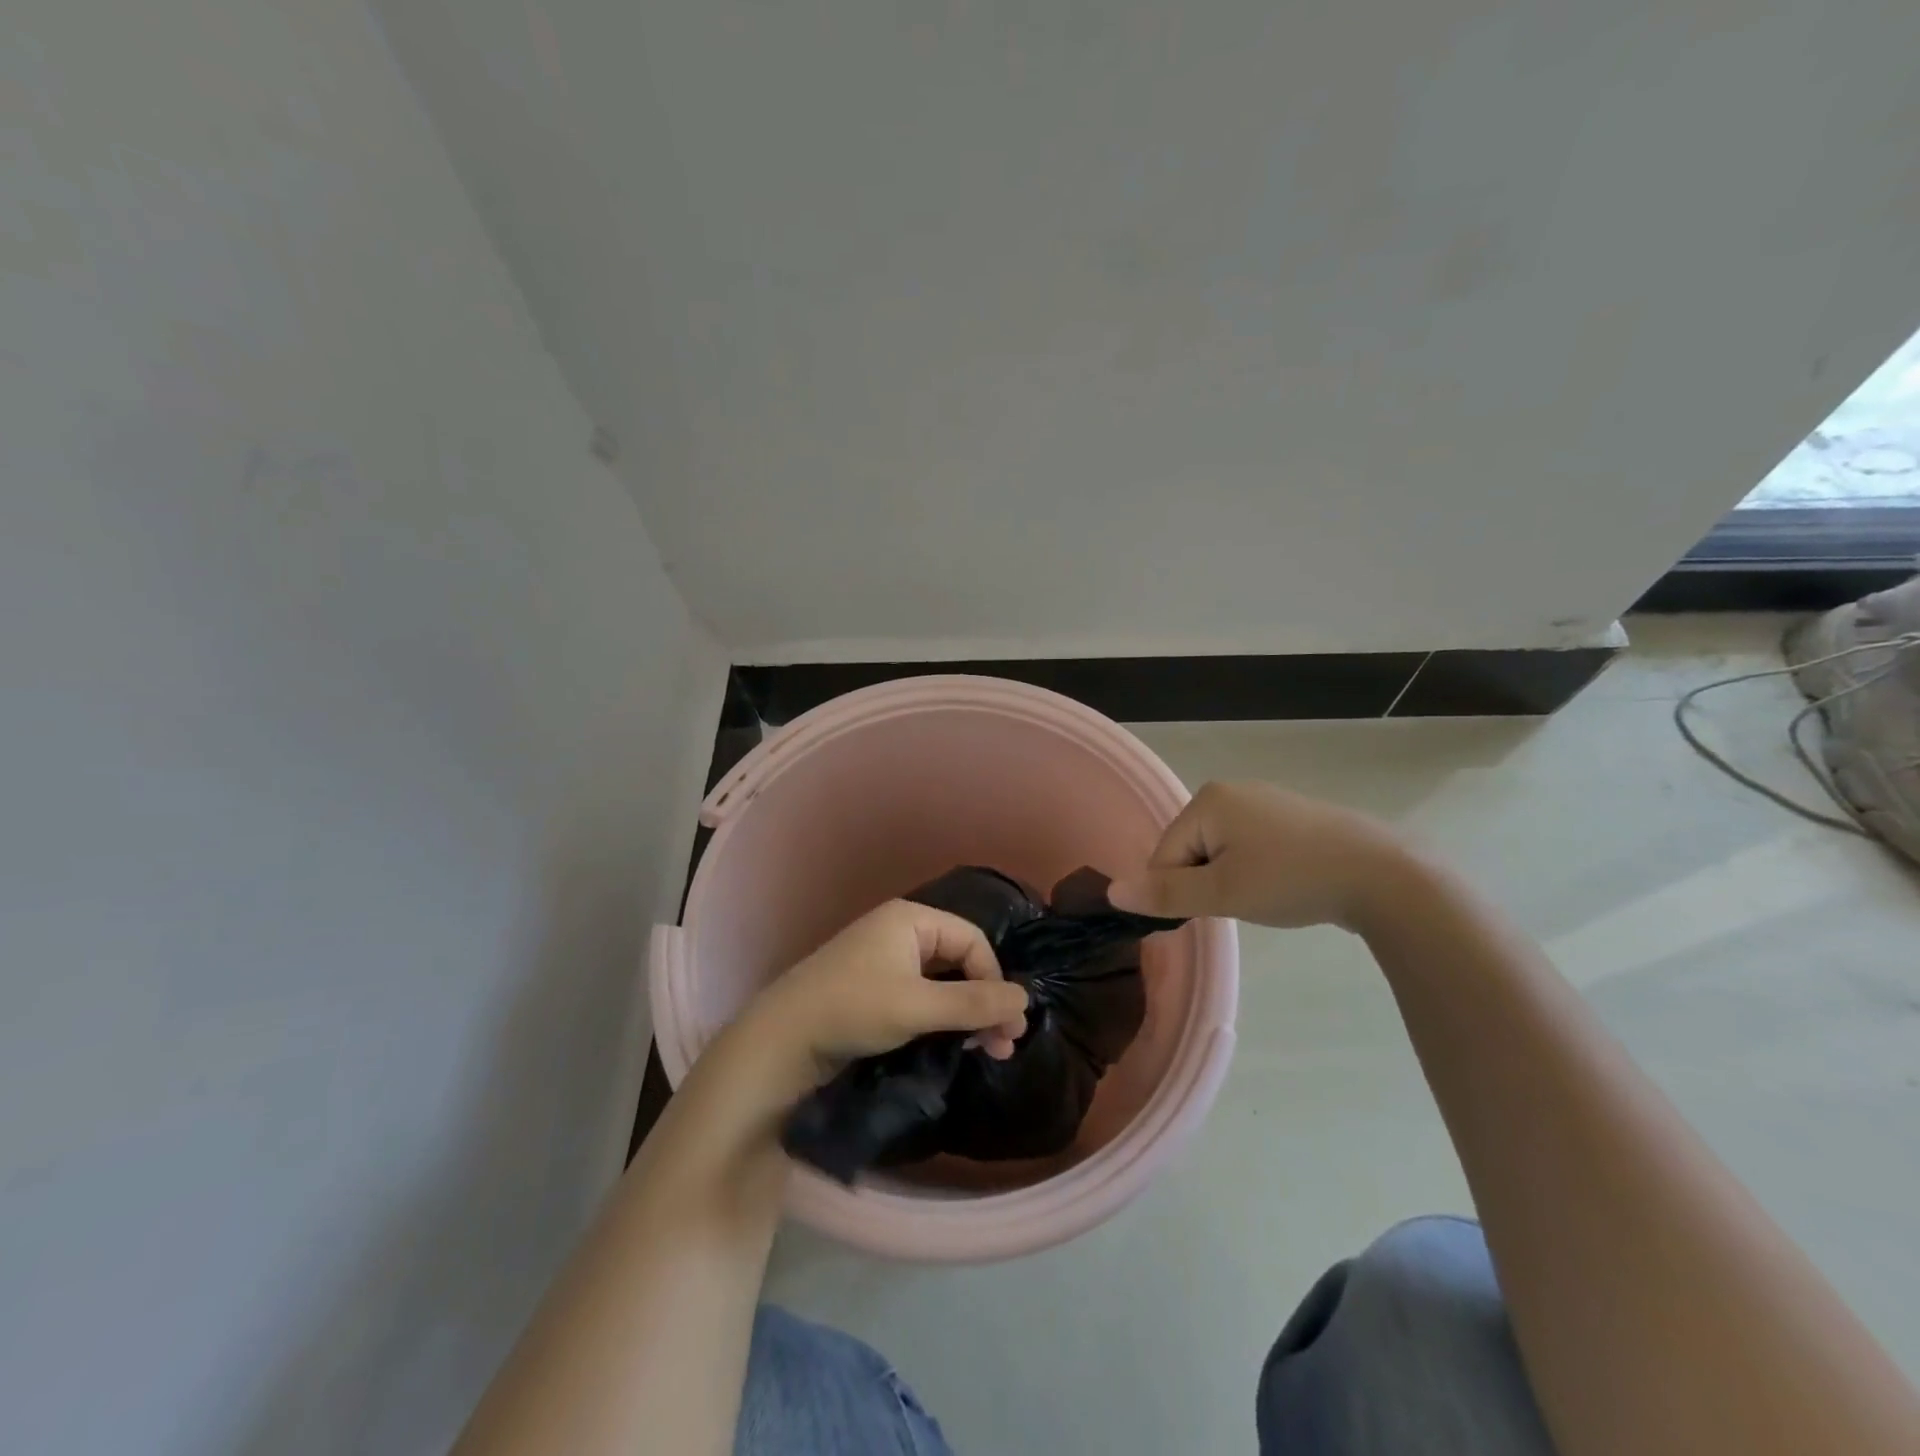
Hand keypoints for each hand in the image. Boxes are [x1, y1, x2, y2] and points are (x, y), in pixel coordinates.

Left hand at [748, 901, 1028, 1082]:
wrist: (781, 1040)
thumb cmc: (853, 1010)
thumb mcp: (918, 1007)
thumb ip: (974, 1003)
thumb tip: (1026, 1000)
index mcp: (911, 920)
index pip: (973, 941)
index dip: (994, 980)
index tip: (1006, 1025)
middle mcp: (901, 932)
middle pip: (960, 960)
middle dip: (985, 1001)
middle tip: (1004, 1045)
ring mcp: (886, 960)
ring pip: (943, 981)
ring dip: (967, 1014)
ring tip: (986, 1050)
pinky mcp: (875, 988)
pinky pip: (922, 995)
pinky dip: (942, 1017)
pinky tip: (953, 1043)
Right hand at [1108, 780, 1413, 931]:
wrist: (1384, 875)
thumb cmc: (1292, 879)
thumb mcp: (1222, 893)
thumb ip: (1165, 893)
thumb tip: (1112, 893)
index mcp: (1207, 799)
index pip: (1164, 854)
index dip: (1179, 891)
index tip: (1215, 909)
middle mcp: (1231, 790)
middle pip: (1190, 849)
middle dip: (1206, 883)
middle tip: (1243, 903)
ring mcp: (1264, 801)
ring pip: (1220, 850)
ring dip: (1230, 879)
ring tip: (1267, 896)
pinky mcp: (1291, 817)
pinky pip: (1250, 845)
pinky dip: (1256, 869)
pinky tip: (1283, 883)